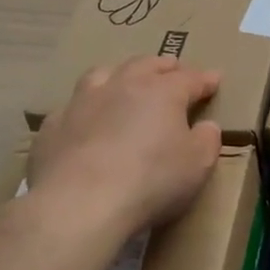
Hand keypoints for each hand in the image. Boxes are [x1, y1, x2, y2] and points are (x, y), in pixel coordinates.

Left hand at [29, 56, 222, 240]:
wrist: (79, 204)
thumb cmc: (151, 181)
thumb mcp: (197, 164)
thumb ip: (207, 140)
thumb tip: (207, 126)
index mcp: (162, 91)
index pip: (190, 78)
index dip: (205, 79)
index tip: (215, 79)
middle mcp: (123, 85)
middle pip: (146, 65)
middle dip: (163, 66)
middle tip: (173, 69)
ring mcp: (83, 102)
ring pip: (103, 73)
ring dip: (120, 74)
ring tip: (126, 80)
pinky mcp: (54, 125)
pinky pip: (72, 106)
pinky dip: (86, 107)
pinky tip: (86, 119)